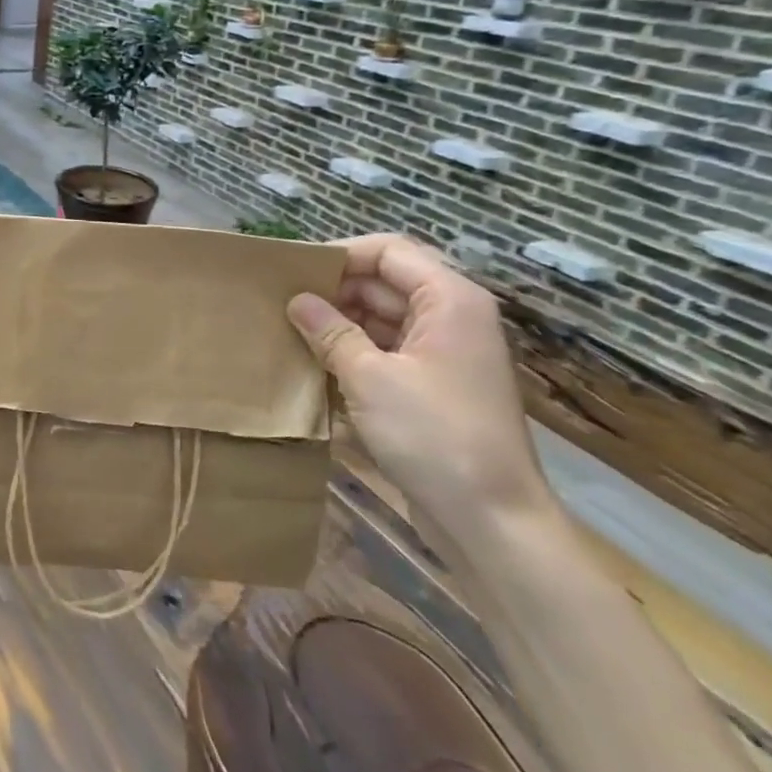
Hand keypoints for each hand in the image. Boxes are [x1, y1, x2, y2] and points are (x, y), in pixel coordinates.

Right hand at [287, 234, 557, 552]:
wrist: (491, 520)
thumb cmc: (434, 436)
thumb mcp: (370, 378)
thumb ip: (330, 332)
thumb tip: (296, 301)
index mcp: (449, 300)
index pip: (388, 251)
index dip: (340, 254)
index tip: (292, 271)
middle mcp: (450, 318)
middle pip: (385, 282)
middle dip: (334, 289)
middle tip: (280, 301)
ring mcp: (443, 354)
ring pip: (382, 318)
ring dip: (340, 322)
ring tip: (288, 328)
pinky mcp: (433, 386)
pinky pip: (387, 350)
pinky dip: (354, 351)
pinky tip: (314, 361)